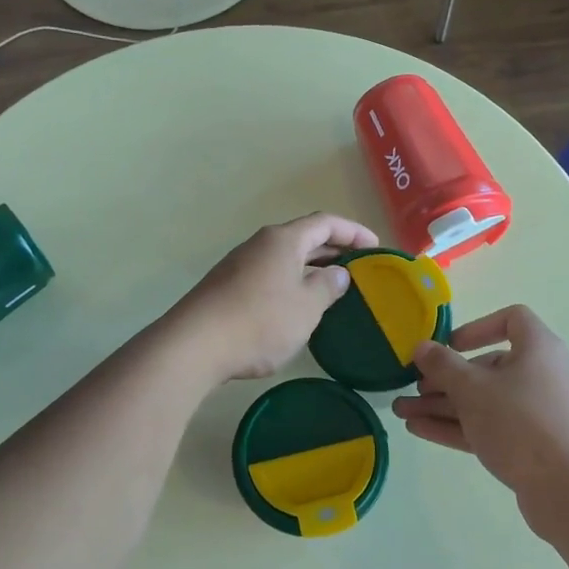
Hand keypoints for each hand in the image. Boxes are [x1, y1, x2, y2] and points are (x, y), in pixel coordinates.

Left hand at [169, 213, 379, 382]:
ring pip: (284, 258)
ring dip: (310, 269)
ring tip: (331, 288)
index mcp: (283, 240)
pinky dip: (290, 283)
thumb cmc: (260, 322)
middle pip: (303, 238)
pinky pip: (268, 276)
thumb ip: (327, 286)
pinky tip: (296, 307)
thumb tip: (337, 273)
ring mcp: (239, 264)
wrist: (194, 345)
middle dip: (332, 250)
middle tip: (358, 268)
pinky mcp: (226, 287)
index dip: (353, 232)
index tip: (374, 247)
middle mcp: (260, 244)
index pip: (325, 223)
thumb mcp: (306, 307)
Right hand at [392, 305, 568, 511]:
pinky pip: (487, 427)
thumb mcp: (473, 390)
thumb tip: (422, 347)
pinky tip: (419, 430)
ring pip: (482, 402)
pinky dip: (456, 426)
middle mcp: (539, 376)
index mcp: (537, 349)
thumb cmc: (522, 424)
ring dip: (442, 405)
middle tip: (411, 388)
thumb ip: (442, 365)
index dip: (477, 327)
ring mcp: (534, 414)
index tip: (449, 346)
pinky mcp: (528, 446)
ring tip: (401, 412)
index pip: (512, 320)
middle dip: (445, 377)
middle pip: (487, 367)